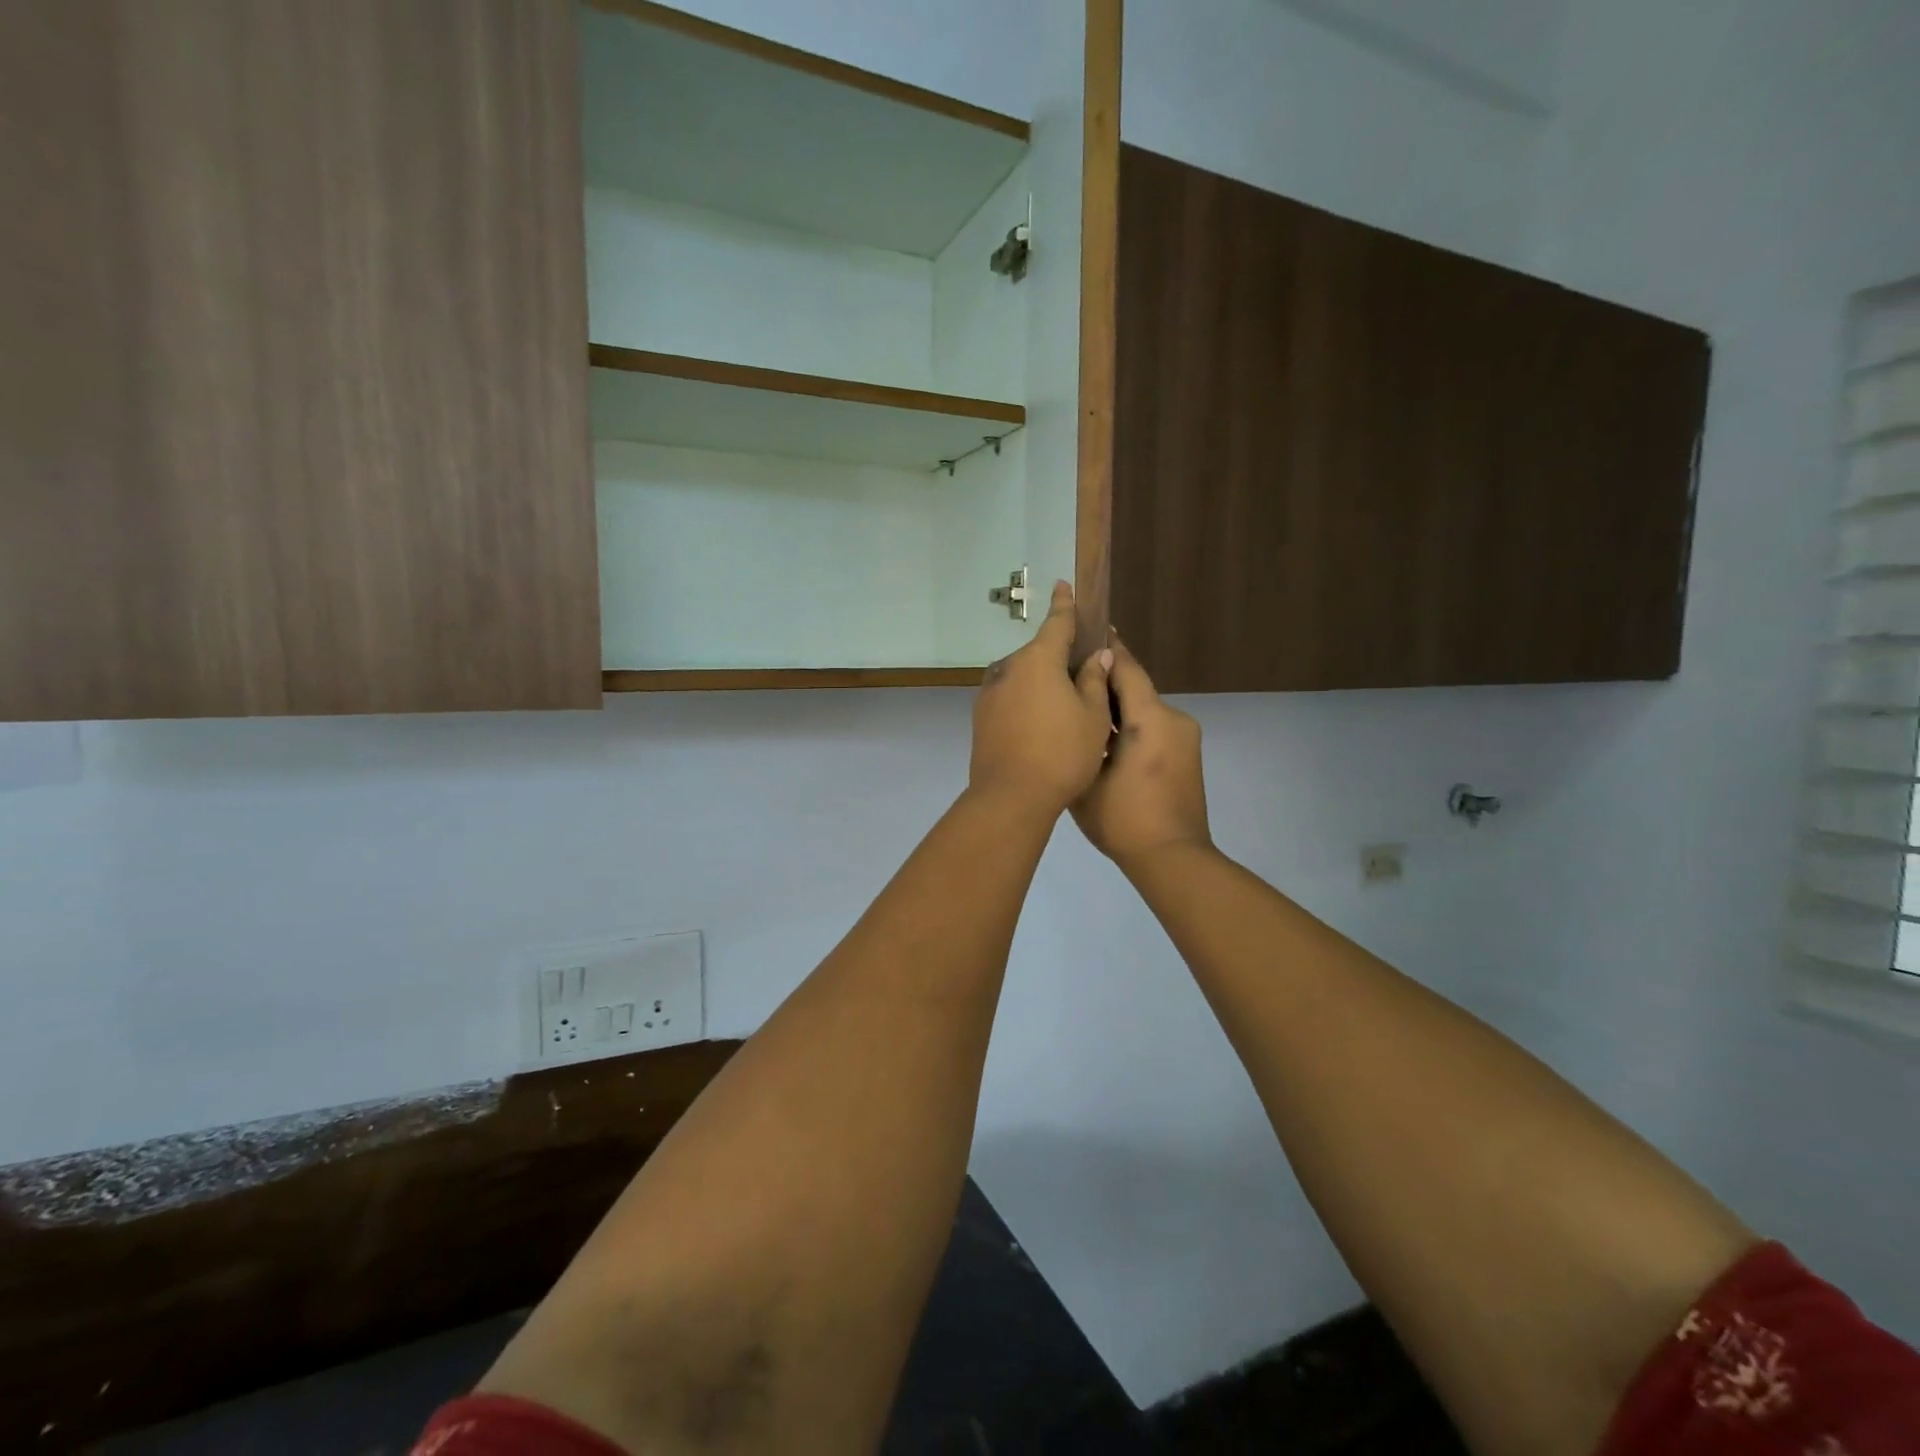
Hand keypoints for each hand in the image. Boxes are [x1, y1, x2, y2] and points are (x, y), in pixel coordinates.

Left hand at [969, 581, 1114, 819]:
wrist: (1010, 797)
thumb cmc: (1062, 753)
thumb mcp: (1092, 716)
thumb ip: (1094, 680)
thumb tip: (1096, 655)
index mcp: (1038, 660)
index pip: (1056, 623)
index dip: (1064, 605)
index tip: (1063, 585)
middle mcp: (1008, 669)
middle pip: (1039, 654)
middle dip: (1059, 658)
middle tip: (1083, 674)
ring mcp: (989, 694)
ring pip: (1022, 678)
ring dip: (1041, 683)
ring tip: (1064, 708)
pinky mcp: (981, 718)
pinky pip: (1010, 698)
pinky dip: (1026, 702)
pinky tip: (1041, 725)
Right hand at [1071, 636, 1211, 871]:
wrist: (1172, 859)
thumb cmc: (1124, 820)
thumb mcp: (1088, 777)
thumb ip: (1083, 737)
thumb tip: (1078, 709)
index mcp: (1151, 719)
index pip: (1127, 669)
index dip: (1107, 647)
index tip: (1089, 627)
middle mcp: (1174, 720)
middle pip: (1136, 688)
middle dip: (1106, 682)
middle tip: (1071, 677)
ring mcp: (1185, 739)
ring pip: (1144, 710)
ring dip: (1117, 708)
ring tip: (1082, 711)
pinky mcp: (1187, 756)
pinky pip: (1154, 729)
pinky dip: (1131, 727)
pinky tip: (1104, 740)